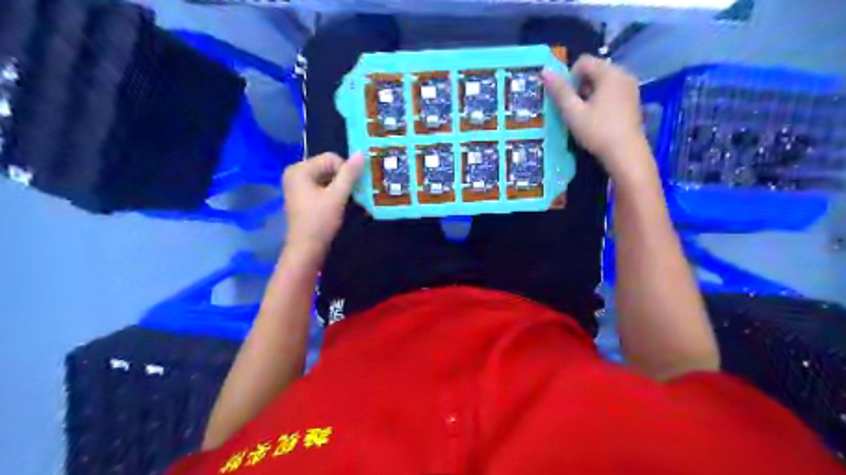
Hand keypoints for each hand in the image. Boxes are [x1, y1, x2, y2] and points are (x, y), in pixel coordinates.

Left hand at [281, 153, 364, 254]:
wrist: (306, 249)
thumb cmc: (320, 221)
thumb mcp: (337, 196)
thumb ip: (349, 174)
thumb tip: (361, 153)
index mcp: (299, 169)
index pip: (330, 158)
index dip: (346, 170)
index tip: (353, 187)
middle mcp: (295, 173)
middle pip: (327, 166)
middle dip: (342, 177)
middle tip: (353, 193)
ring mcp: (297, 185)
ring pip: (326, 177)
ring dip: (339, 186)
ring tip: (347, 199)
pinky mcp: (302, 196)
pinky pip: (321, 186)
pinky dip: (333, 192)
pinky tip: (339, 203)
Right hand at [542, 54, 653, 181]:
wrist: (626, 153)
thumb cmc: (597, 131)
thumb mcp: (573, 112)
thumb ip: (559, 91)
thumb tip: (544, 70)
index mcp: (609, 73)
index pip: (583, 62)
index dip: (570, 78)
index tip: (567, 99)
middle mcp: (623, 74)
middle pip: (594, 70)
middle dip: (580, 86)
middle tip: (575, 109)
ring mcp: (631, 88)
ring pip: (603, 82)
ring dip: (590, 94)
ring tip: (585, 116)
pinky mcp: (633, 101)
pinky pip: (613, 92)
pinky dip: (602, 100)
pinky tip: (598, 120)